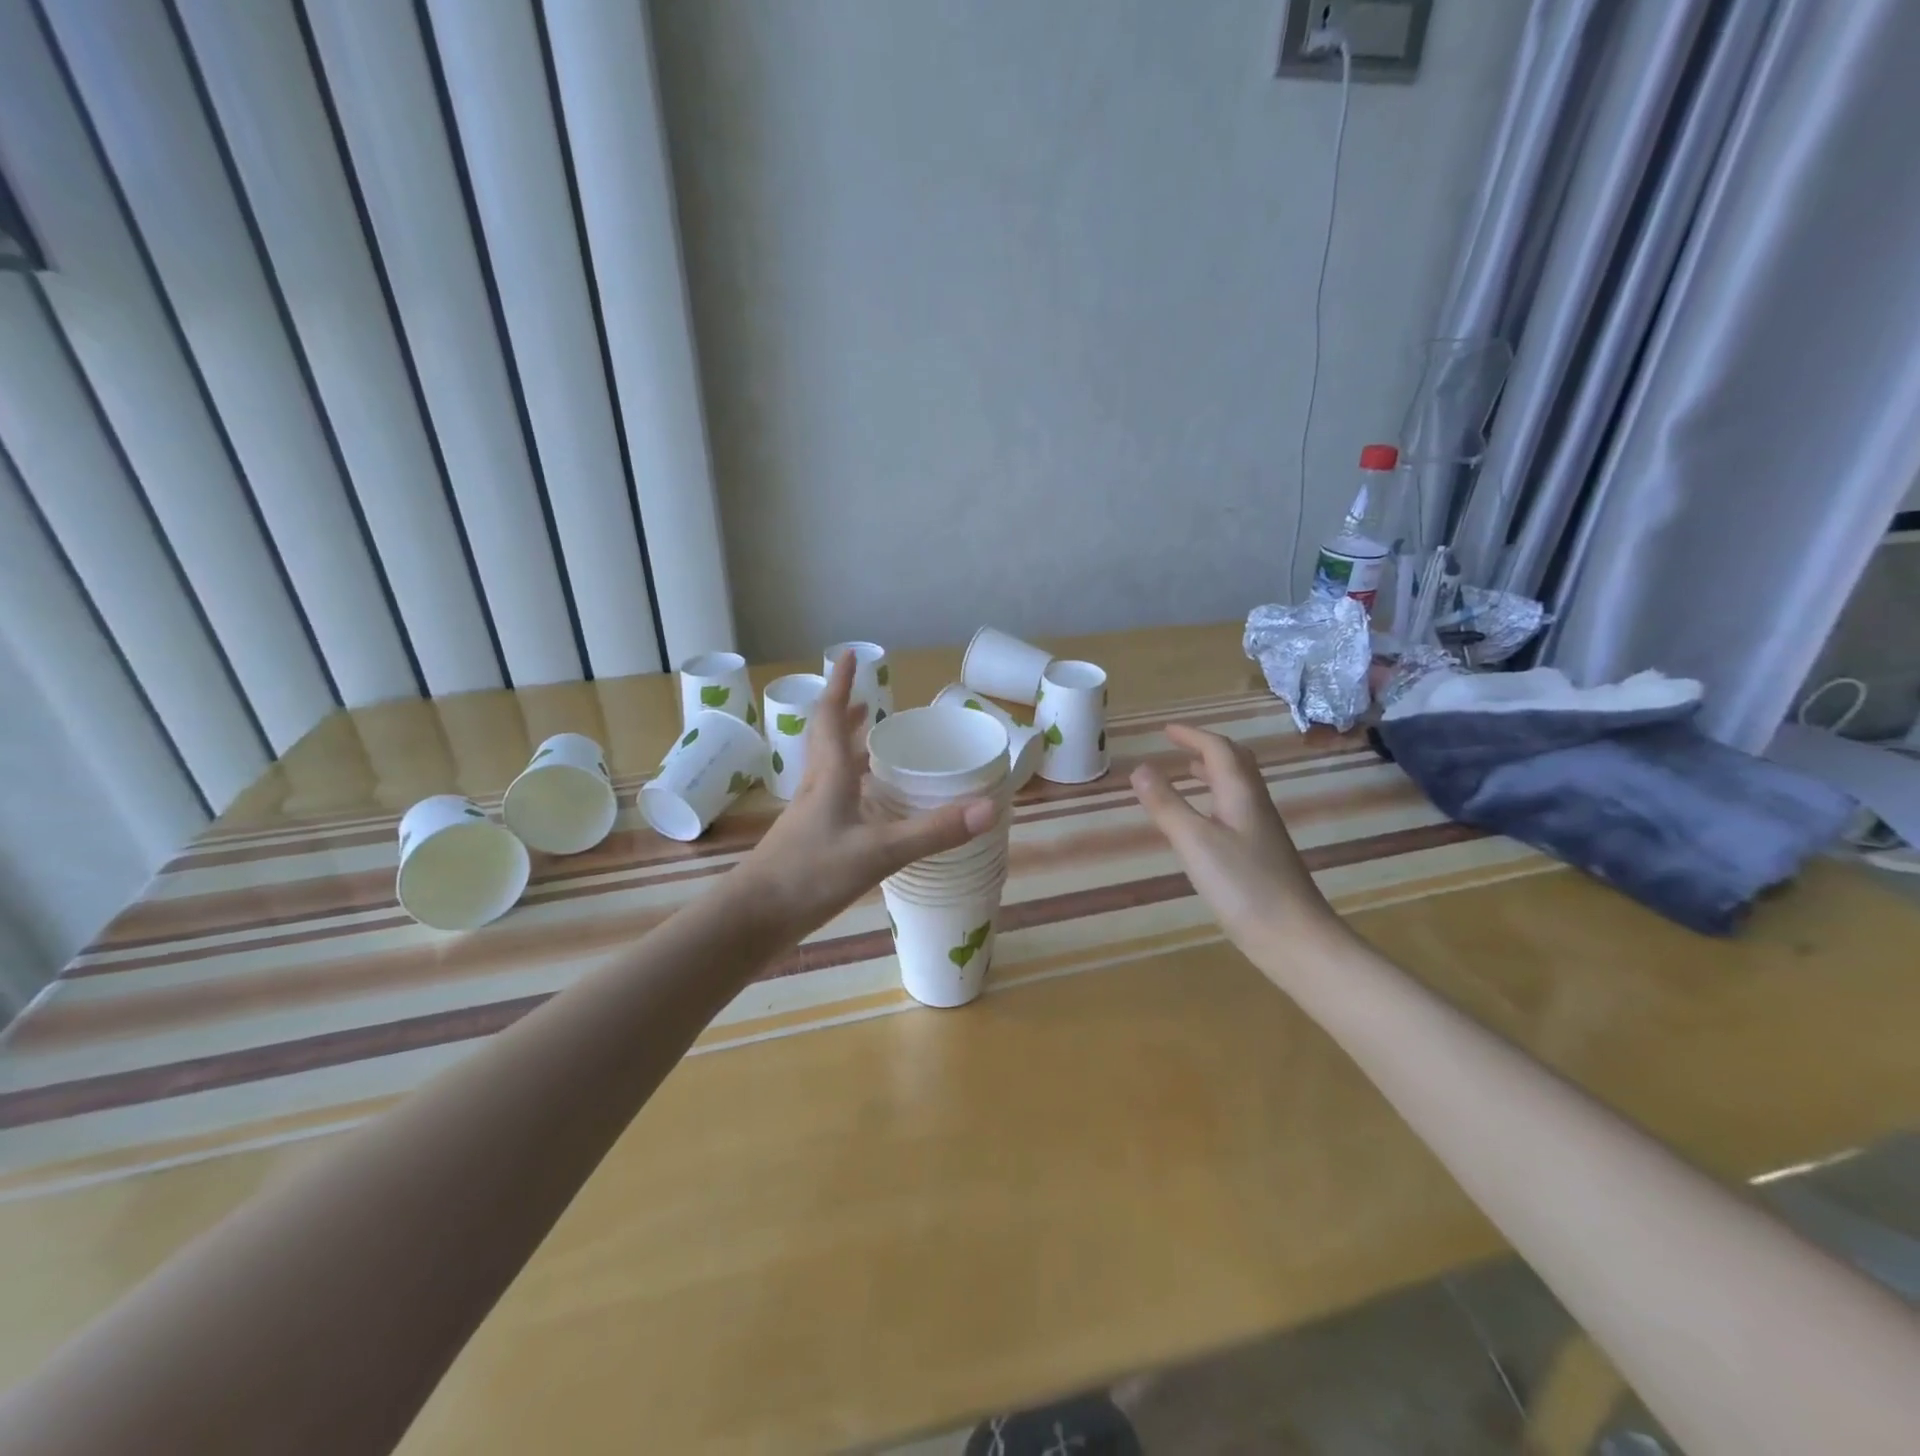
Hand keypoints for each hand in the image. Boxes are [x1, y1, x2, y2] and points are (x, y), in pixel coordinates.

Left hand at [738, 652, 996, 933]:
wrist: (753, 919)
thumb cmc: (810, 875)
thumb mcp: (878, 851)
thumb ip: (933, 831)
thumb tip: (988, 807)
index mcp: (829, 777)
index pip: (830, 717)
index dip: (839, 684)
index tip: (848, 655)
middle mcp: (816, 789)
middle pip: (828, 740)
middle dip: (846, 716)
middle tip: (869, 702)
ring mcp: (808, 817)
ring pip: (829, 771)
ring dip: (848, 751)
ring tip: (873, 747)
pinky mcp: (807, 842)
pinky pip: (833, 800)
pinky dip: (851, 789)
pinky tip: (867, 811)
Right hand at [1131, 726, 1345, 970]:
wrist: (1294, 937)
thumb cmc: (1243, 885)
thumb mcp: (1194, 842)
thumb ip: (1166, 804)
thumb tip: (1140, 768)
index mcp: (1241, 794)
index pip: (1218, 750)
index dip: (1191, 735)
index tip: (1164, 730)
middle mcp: (1255, 805)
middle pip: (1235, 763)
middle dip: (1206, 748)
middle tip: (1177, 746)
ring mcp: (1262, 831)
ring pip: (1237, 787)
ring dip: (1212, 773)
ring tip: (1186, 773)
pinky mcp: (1261, 855)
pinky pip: (1236, 810)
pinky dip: (1215, 800)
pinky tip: (1203, 822)